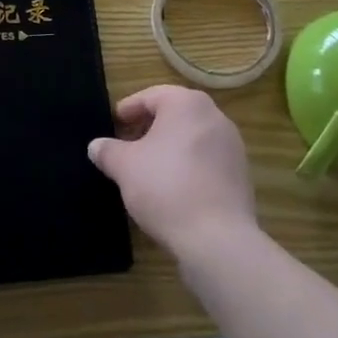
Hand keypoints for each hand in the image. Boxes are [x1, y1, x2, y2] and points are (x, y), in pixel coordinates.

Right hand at [89, 86, 256, 258]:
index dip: (128, 110)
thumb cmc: (166, 187)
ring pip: (192, 137)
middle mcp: (214, 116)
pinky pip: (207, 161)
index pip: (151, 96)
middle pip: (174, 114)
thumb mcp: (125, 167)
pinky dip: (189, 166)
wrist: (218, 240)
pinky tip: (173, 189)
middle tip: (128, 145)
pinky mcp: (241, 175)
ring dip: (170, 148)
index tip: (114, 124)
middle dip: (149, 128)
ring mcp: (232, 146)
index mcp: (186, 103)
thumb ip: (108, 151)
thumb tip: (96, 146)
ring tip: (148, 169)